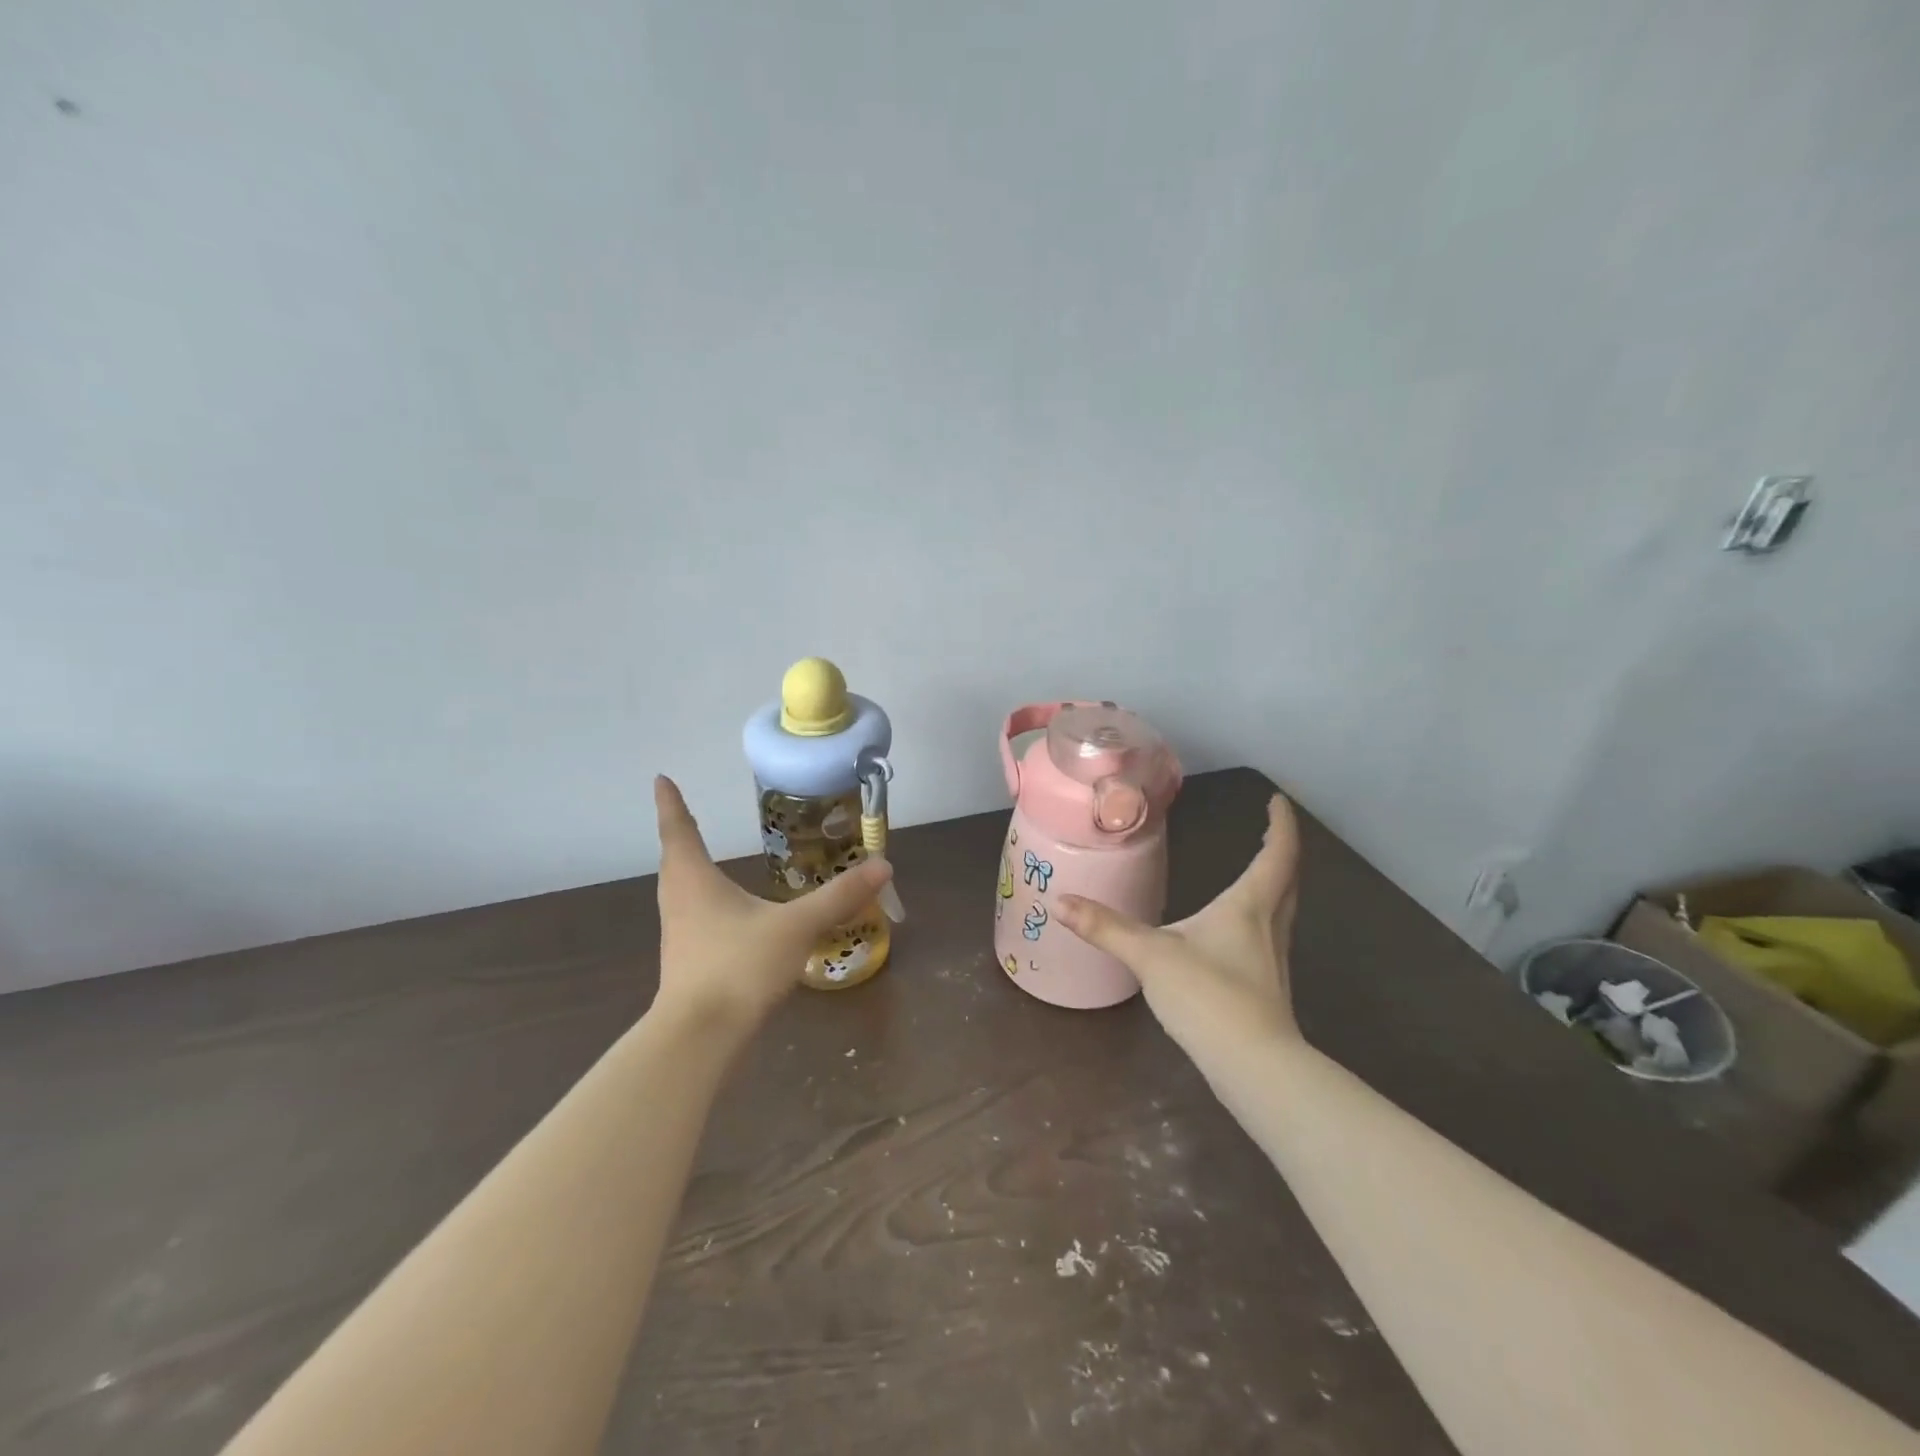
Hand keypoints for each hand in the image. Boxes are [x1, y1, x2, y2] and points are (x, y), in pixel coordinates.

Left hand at [651, 776, 893, 1034]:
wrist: (700, 1037)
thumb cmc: (740, 966)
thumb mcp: (797, 927)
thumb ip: (839, 897)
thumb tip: (883, 866)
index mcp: (695, 881)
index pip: (680, 830)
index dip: (672, 803)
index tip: (661, 779)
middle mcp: (679, 902)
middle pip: (674, 860)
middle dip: (679, 836)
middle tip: (684, 817)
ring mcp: (679, 936)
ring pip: (680, 892)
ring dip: (688, 871)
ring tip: (701, 861)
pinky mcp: (686, 964)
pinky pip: (691, 919)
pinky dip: (702, 904)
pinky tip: (725, 917)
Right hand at [1055, 794, 1301, 1063]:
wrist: (1255, 1067)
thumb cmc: (1209, 997)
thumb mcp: (1150, 956)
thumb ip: (1105, 928)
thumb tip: (1060, 902)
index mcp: (1248, 905)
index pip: (1277, 853)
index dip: (1280, 823)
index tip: (1277, 800)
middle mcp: (1269, 925)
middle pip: (1287, 878)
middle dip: (1281, 850)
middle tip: (1270, 831)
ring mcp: (1273, 958)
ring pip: (1283, 908)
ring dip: (1275, 883)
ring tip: (1256, 871)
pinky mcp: (1268, 986)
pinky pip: (1270, 935)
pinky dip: (1260, 916)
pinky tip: (1236, 932)